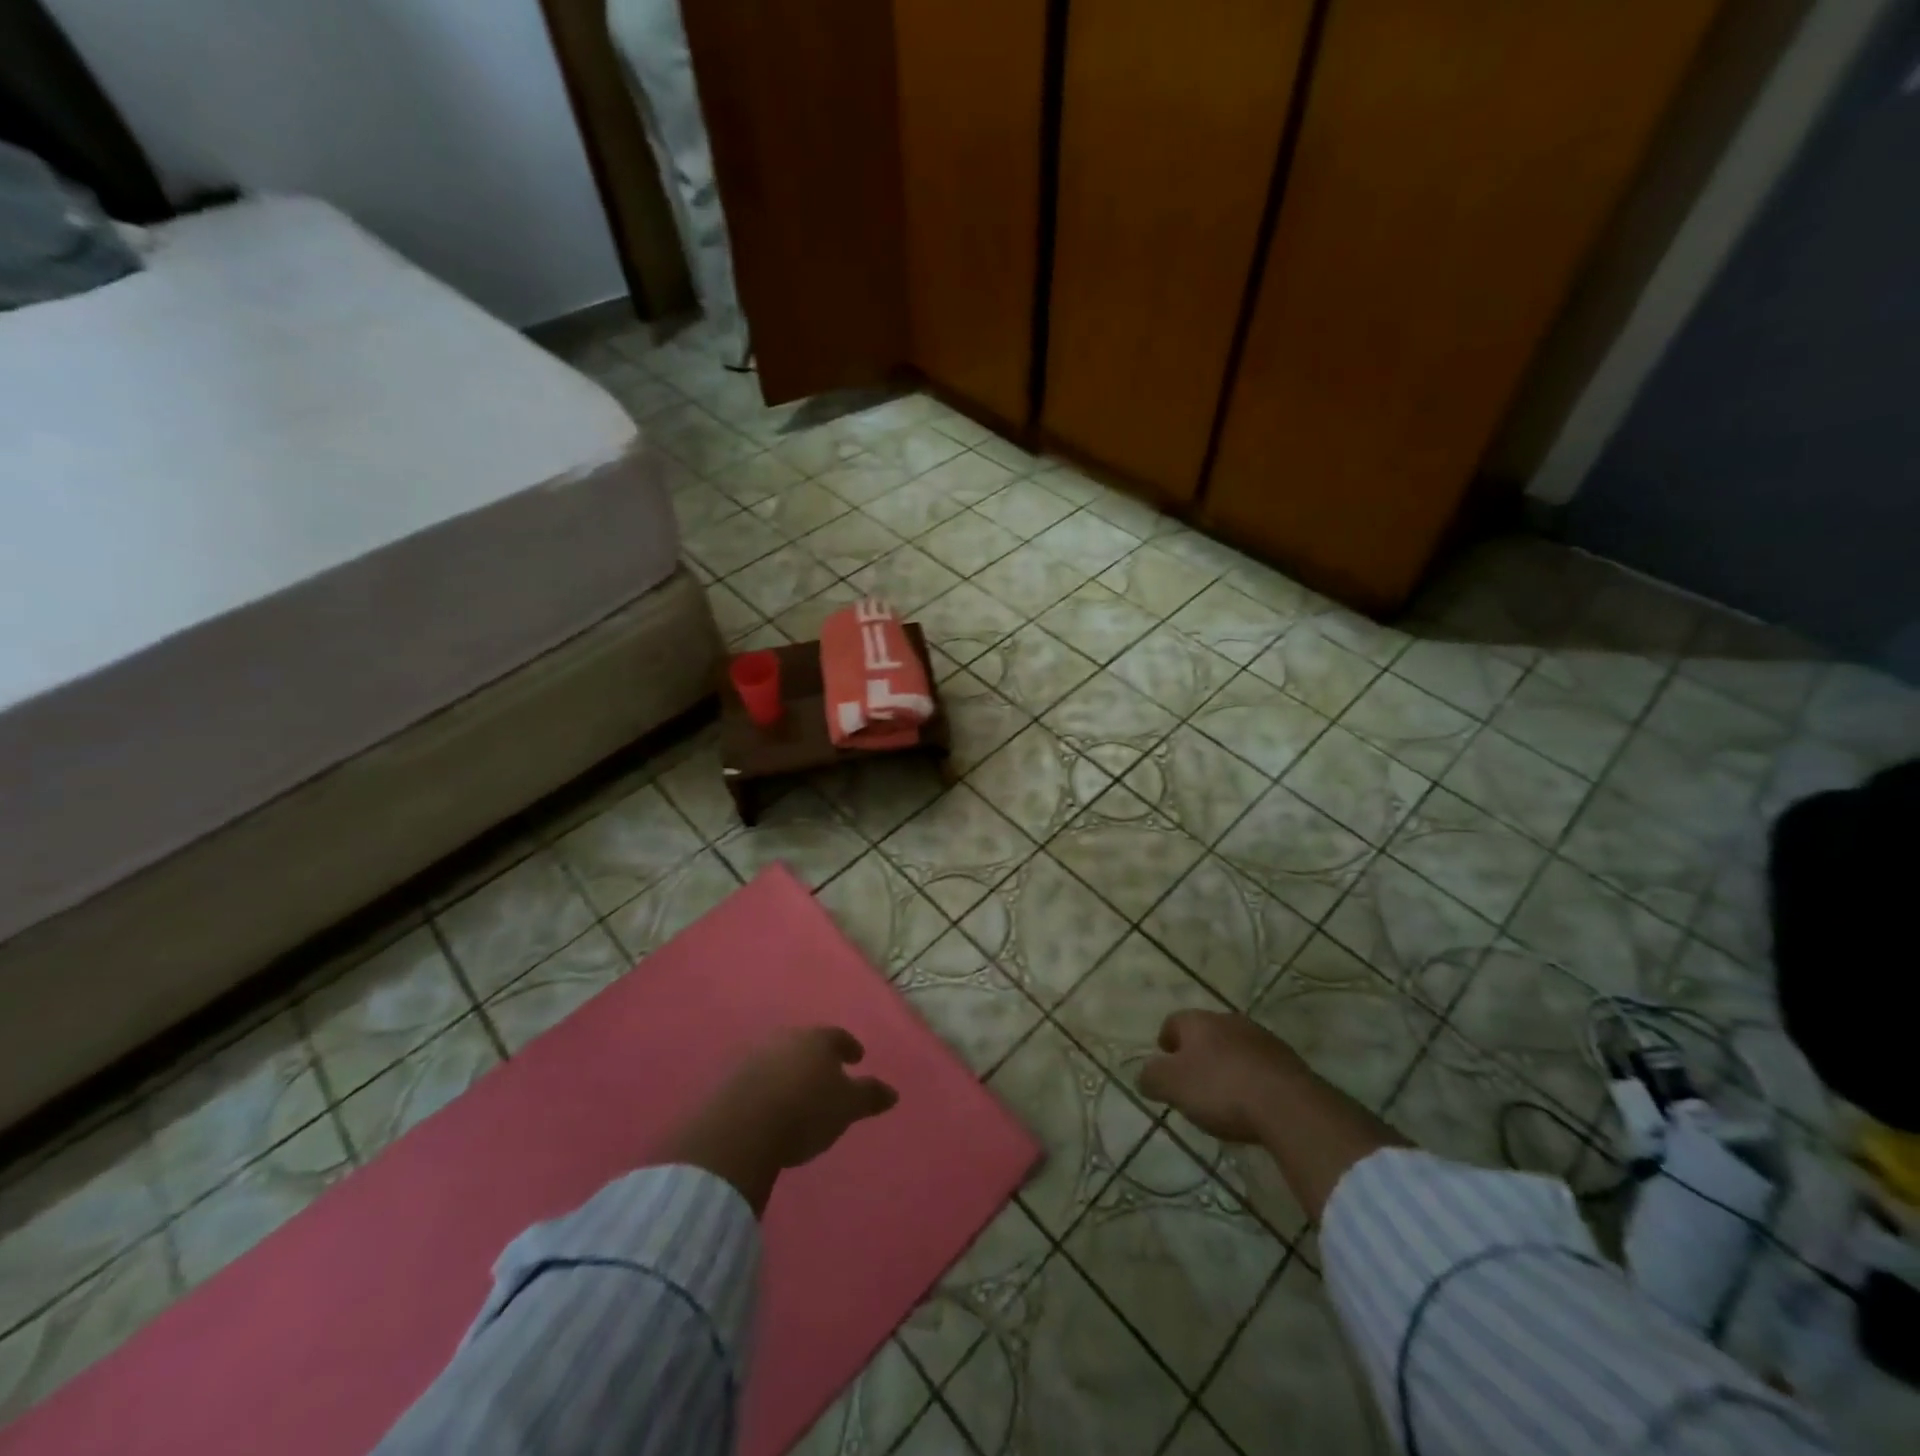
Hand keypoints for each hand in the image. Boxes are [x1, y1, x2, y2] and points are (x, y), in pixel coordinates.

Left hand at [718, 1026, 898, 1169]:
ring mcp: (757, 1055)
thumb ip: (870, 1096)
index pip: (839, 1036)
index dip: (850, 1047)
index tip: (857, 1058)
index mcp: (818, 1039)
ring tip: (800, 1092)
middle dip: (818, 1057)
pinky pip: (760, 1076)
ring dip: (792, 1070)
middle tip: (828, 1074)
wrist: (744, 1128)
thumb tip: (893, 1092)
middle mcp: (787, 1038)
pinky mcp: (733, 1078)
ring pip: (782, 1057)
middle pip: (807, 1043)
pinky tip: (773, 1104)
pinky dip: (770, 1085)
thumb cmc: (806, 1111)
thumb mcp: (847, 1107)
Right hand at [1137, 1010, 1309, 1144]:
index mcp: (1198, 1021)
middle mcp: (1229, 1020)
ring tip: (1224, 1096)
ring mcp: (1263, 1038)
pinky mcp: (1289, 1061)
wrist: (1288, 1105)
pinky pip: (1261, 1066)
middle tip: (1192, 1082)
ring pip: (1235, 1047)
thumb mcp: (1172, 1086)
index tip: (1164, 1064)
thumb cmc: (1220, 1089)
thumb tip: (1144, 1075)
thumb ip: (1151, 1078)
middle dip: (1198, 1053)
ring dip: (1227, 1065)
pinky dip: (1252, 1079)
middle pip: (1206, 1033)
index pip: (1174, 1022)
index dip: (1166, 1042)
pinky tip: (1253, 1104)